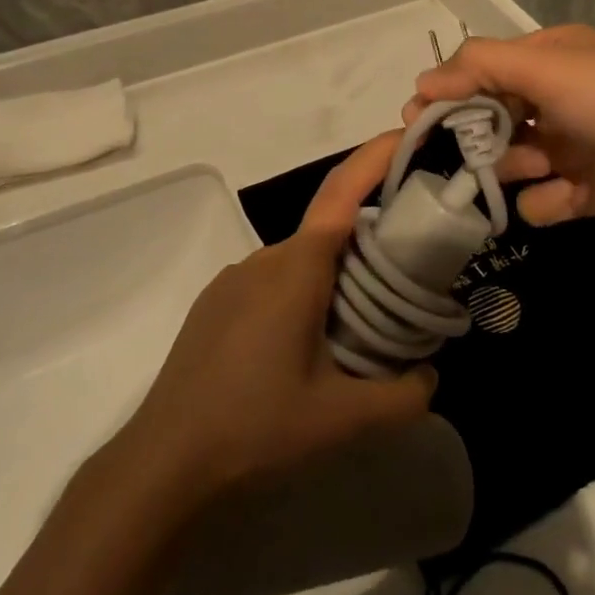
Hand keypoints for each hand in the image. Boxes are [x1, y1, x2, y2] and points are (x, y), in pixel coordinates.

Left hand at [115, 133, 437, 508]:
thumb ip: (403, 396)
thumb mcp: (342, 419)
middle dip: (369, 243)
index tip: (405, 133)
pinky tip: (303, 348)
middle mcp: (264, 258)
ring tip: (357, 329)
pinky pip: (272, 280)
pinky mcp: (216, 302)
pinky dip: (302, 292)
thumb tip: (431, 375)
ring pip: (300, 261)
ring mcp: (234, 278)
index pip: (342, 192)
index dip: (375, 157)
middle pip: (328, 232)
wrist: (164, 461)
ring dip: (334, 278)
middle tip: (404, 280)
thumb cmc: (256, 427)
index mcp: (297, 267)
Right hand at [406, 25, 594, 238]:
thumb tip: (421, 82)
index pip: (482, 69)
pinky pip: (540, 199)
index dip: (448, 91)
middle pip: (490, 118)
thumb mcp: (547, 66)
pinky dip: (547, 200)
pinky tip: (566, 197)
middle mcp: (556, 97)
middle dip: (479, 136)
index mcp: (550, 58)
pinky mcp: (581, 190)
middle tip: (467, 154)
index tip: (417, 119)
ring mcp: (568, 146)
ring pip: (509, 160)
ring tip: (537, 169)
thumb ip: (479, 67)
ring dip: (513, 167)